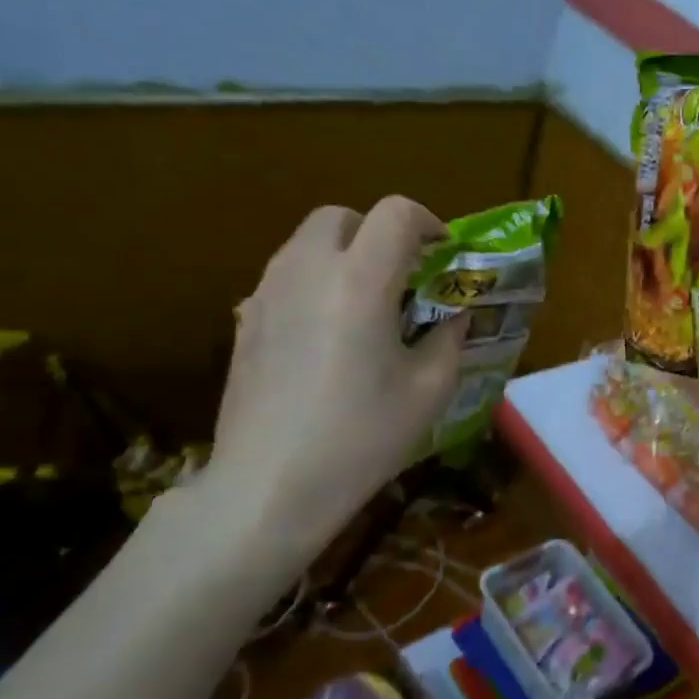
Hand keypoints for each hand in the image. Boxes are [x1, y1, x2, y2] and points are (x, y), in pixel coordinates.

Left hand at [201, 199, 465, 561]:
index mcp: (360, 282)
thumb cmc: (361, 438)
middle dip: (378, 232)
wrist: (270, 485)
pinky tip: (328, 335)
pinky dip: (315, 283)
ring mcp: (267, 293)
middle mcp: (307, 271)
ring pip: (307, 243)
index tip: (443, 254)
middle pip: (342, 216)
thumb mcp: (429, 391)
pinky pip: (285, 277)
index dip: (428, 222)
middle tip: (403, 277)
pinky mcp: (245, 320)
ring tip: (367, 306)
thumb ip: (449, 339)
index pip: (396, 213)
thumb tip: (453, 315)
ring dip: (344, 255)